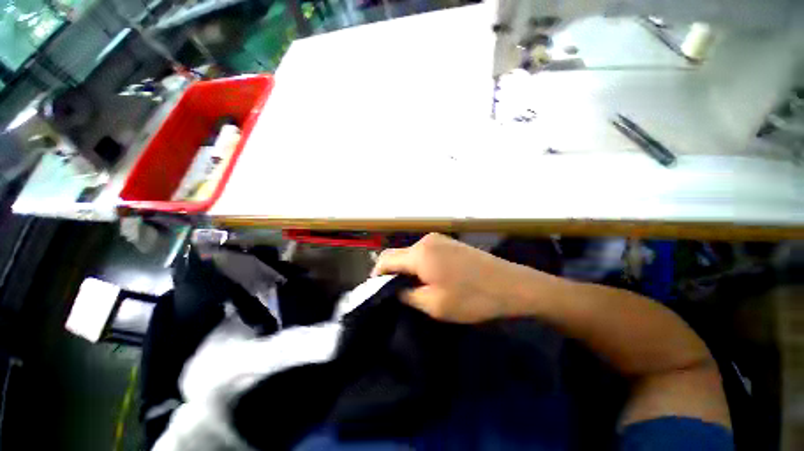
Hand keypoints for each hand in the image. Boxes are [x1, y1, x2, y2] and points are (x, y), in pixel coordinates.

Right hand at [372, 233, 553, 322]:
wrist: (512, 285)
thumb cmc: (472, 298)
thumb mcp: (434, 304)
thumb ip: (407, 295)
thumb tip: (395, 290)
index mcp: (420, 254)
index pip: (386, 260)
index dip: (377, 275)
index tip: (376, 291)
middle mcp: (426, 240)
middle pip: (398, 254)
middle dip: (391, 272)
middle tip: (393, 292)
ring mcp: (439, 239)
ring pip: (411, 253)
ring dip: (406, 268)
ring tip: (410, 287)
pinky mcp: (449, 243)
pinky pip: (425, 251)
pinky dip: (419, 264)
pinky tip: (427, 277)